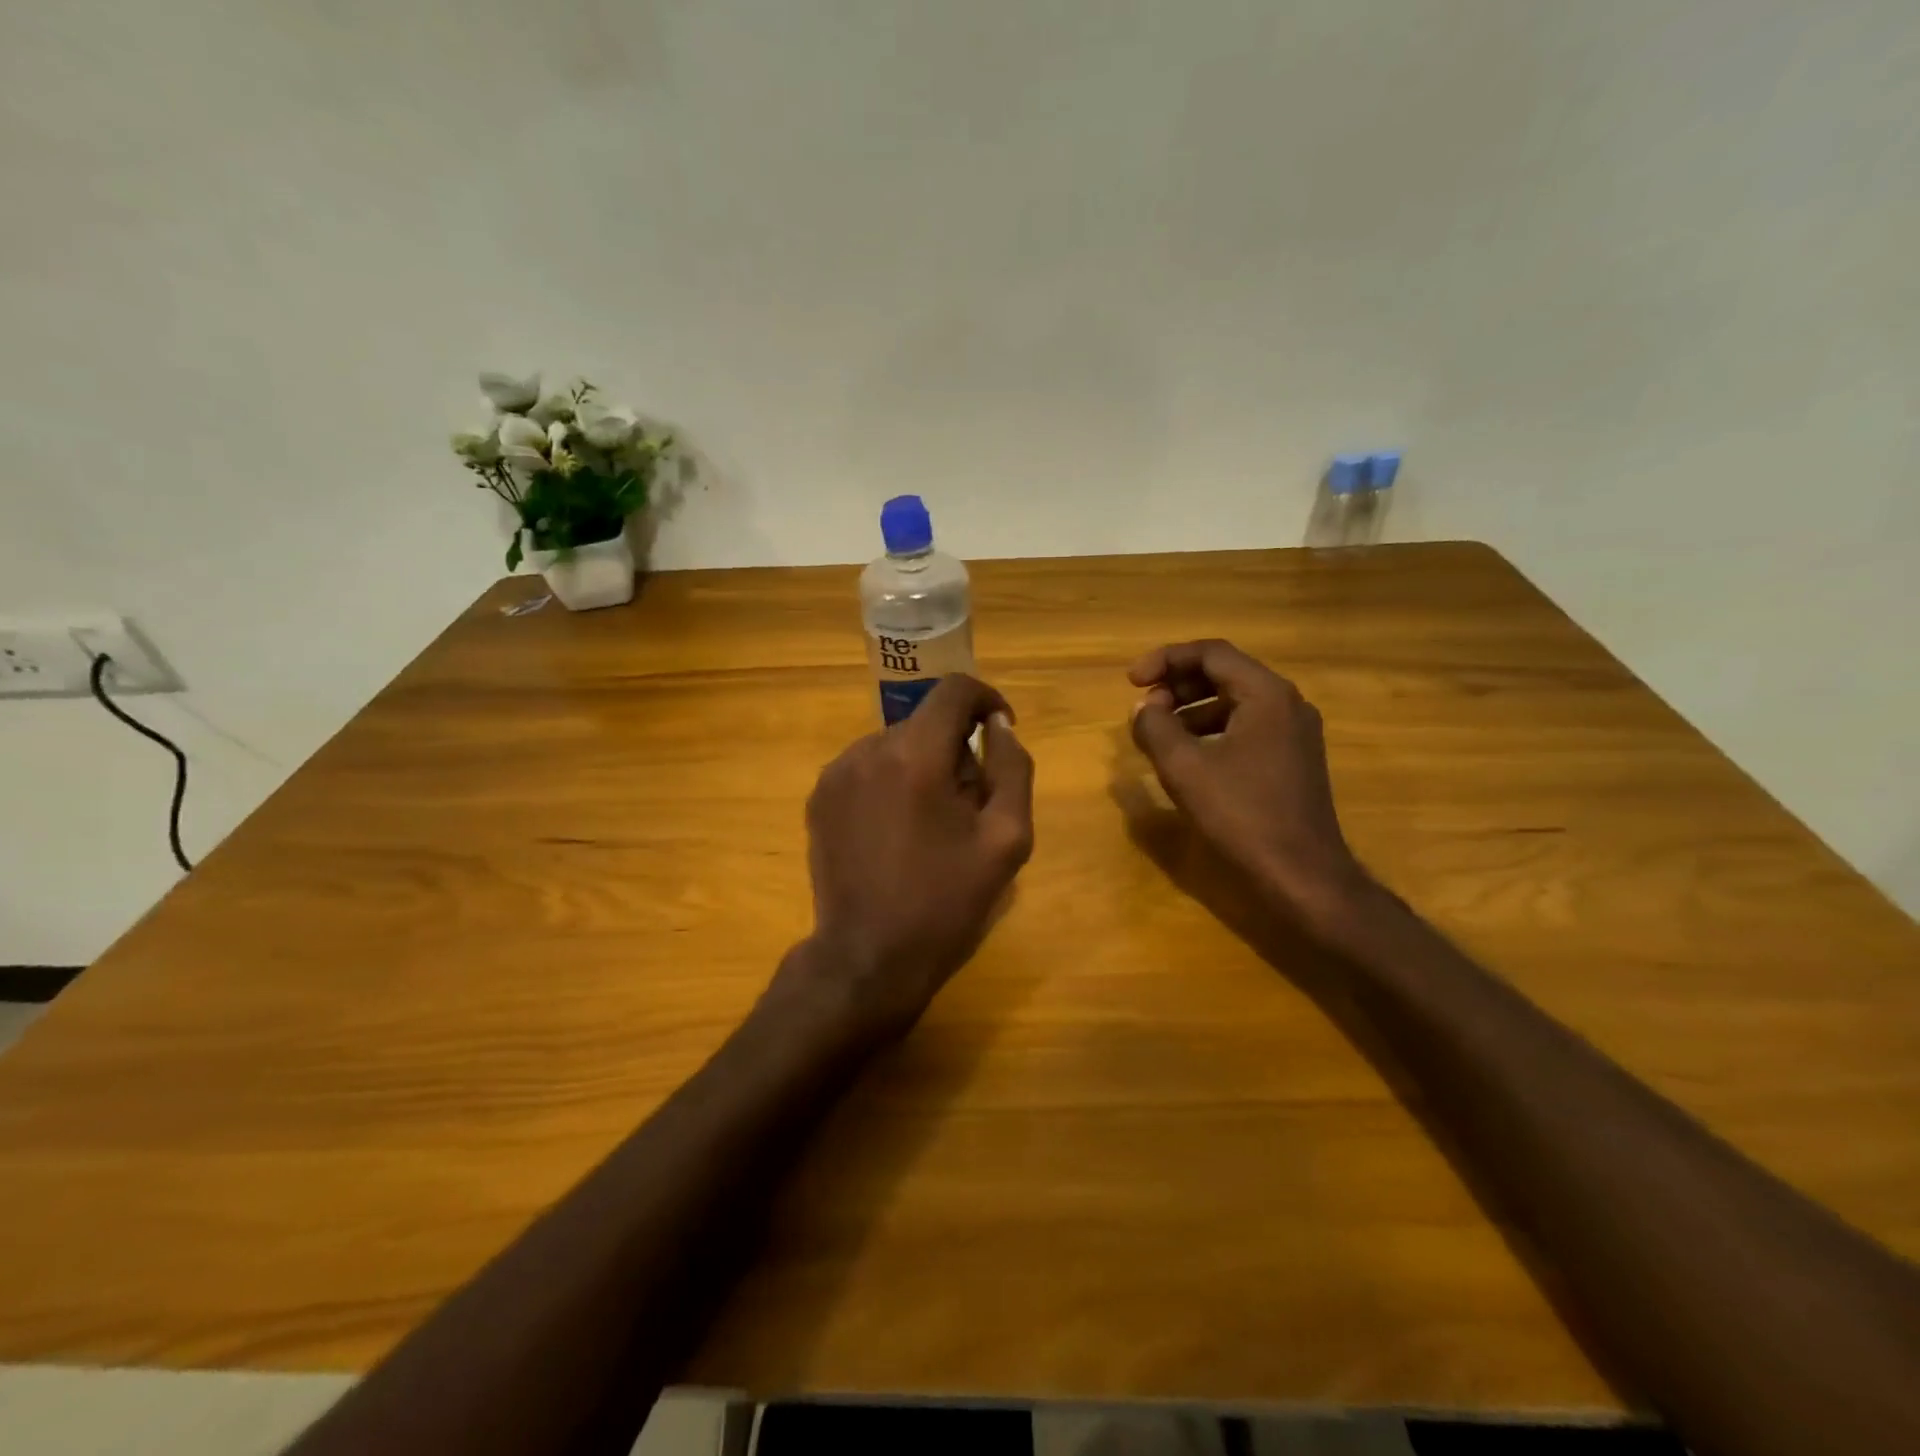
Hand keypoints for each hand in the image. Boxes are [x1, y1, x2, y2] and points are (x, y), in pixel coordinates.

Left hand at [781, 674, 1035, 1044]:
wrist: (868, 957)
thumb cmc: (946, 902)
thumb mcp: (1006, 839)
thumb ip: (1011, 769)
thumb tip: (999, 726)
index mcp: (917, 755)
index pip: (954, 689)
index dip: (986, 700)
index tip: (999, 732)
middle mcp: (868, 750)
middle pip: (925, 721)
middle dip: (955, 747)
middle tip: (969, 801)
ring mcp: (836, 774)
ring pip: (895, 745)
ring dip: (921, 765)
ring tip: (930, 822)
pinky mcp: (819, 798)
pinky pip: (866, 768)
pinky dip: (890, 782)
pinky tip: (895, 830)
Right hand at [1128, 640, 1369, 931]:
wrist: (1302, 875)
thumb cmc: (1242, 815)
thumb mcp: (1184, 768)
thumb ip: (1155, 728)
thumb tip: (1144, 709)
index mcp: (1267, 695)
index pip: (1211, 653)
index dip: (1165, 660)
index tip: (1131, 682)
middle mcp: (1287, 704)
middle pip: (1225, 673)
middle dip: (1178, 684)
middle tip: (1145, 707)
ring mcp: (1295, 733)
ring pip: (1235, 701)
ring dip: (1192, 708)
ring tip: (1159, 732)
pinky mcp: (1292, 760)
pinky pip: (1246, 727)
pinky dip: (1212, 730)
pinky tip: (1189, 756)